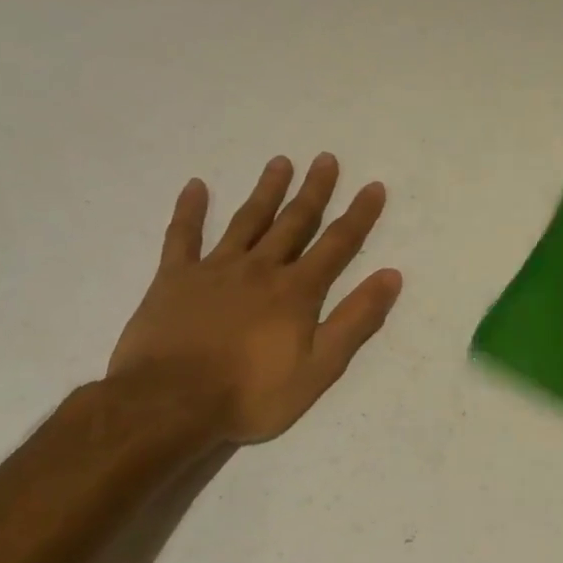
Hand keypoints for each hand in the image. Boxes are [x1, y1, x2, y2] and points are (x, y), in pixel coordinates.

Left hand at [108, 154, 401, 445]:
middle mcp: (261, 268)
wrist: (170, 403)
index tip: (374, 186)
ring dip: (266, 191)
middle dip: (314, 191)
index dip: (359, 215)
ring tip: (280, 162)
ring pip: (247, 221)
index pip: (337, 244)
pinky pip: (183, 236)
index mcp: (297, 291)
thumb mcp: (320, 367)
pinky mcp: (174, 279)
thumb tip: (391, 275)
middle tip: (326, 159)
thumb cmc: (252, 392)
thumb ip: (356, 319)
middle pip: (294, 222)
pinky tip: (196, 186)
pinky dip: (190, 210)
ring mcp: (215, 269)